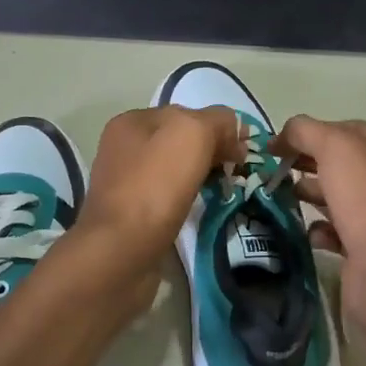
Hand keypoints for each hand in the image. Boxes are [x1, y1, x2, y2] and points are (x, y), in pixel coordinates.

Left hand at [76, 105, 241, 272]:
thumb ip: (217, 121)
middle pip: (180, 142)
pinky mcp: (130, 215)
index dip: (219, 128)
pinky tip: (200, 210)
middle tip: (239, 172)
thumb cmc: (155, 185)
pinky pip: (167, 197)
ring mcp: (124, 182)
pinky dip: (187, 200)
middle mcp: (124, 147)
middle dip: (212, 152)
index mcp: (133, 121)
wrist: (121, 252)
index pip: (186, 113)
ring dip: (201, 177)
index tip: (244, 152)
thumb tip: (235, 128)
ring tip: (225, 191)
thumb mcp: (192, 134)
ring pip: (175, 170)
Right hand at [276, 116, 365, 288]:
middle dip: (310, 165)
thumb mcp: (335, 147)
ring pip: (343, 199)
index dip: (314, 132)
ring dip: (313, 196)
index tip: (280, 144)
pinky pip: (342, 233)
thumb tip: (283, 134)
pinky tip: (310, 232)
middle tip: (278, 170)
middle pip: (346, 165)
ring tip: (285, 196)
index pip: (352, 130)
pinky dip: (322, 230)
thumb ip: (305, 131)